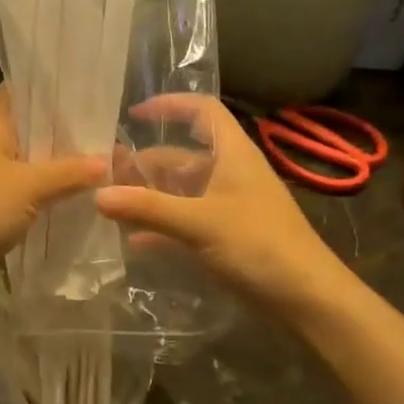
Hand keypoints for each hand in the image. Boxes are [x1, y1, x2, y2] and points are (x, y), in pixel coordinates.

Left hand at [0, 85, 105, 304]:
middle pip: (34, 126)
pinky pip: (24, 187)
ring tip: (107, 162)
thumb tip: (106, 161)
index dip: (60, 87)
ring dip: (61, 164)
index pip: (27, 88)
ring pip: (31, 159)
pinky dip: (47, 190)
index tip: (97, 91)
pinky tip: (79, 195)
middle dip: (69, 132)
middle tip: (114, 133)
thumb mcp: (29, 186)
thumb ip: (70, 171)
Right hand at [95, 95, 348, 315]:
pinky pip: (187, 221)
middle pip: (183, 155)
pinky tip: (134, 240)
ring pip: (182, 190)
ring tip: (111, 204)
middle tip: (106, 173)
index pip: (203, 111)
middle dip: (146, 162)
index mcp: (233, 153)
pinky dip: (162, 226)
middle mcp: (230, 173)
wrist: (307, 298)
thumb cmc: (259, 245)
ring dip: (150, 195)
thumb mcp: (199, 223)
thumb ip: (148, 208)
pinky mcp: (227, 236)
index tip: (133, 115)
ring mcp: (229, 206)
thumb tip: (97, 194)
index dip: (170, 105)